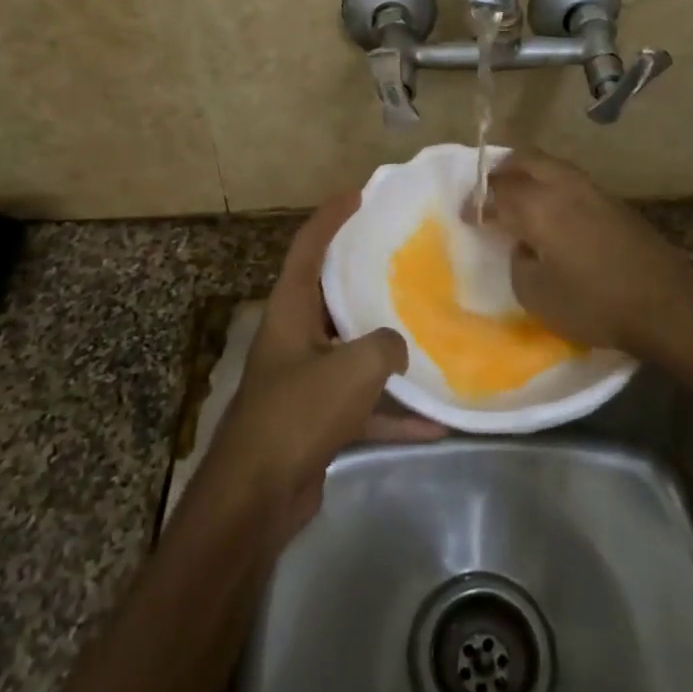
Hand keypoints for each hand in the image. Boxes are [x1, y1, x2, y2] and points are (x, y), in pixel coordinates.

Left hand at [197, 194, 442, 544]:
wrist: (257, 498)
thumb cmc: (298, 414)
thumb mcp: (354, 368)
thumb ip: (386, 344)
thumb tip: (397, 347)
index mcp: (291, 310)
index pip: (308, 247)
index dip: (332, 216)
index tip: (360, 193)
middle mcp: (294, 337)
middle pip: (331, 293)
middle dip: (364, 274)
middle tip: (404, 255)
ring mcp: (304, 379)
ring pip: (351, 349)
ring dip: (386, 346)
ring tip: (428, 327)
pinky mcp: (316, 419)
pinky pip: (362, 405)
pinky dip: (393, 411)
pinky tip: (435, 421)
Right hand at [473, 151, 692, 363]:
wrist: (666, 305)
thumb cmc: (594, 304)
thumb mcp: (536, 295)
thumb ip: (519, 262)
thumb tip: (524, 245)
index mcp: (537, 206)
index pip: (496, 192)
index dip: (477, 203)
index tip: (467, 216)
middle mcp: (563, 186)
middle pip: (524, 160)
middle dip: (500, 172)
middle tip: (489, 194)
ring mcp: (593, 190)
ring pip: (551, 165)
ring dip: (528, 175)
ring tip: (518, 199)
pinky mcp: (614, 202)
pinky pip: (571, 181)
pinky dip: (551, 186)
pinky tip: (552, 212)